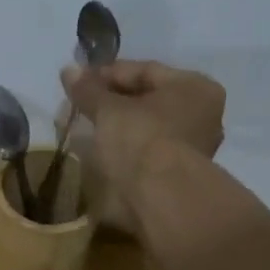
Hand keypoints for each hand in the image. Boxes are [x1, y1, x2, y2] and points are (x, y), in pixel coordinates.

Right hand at [61, 61, 226, 215]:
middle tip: (78, 105)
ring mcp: (191, 147)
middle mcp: (201, 114)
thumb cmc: (141, 139)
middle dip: (110, 102)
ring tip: (83, 128)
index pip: (145, 70)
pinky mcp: (175, 175)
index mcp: (194, 87)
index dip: (107, 74)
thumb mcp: (108, 110)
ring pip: (145, 127)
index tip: (77, 81)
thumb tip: (68, 71)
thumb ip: (88, 90)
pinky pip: (144, 151)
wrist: (159, 198)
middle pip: (147, 100)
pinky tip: (98, 151)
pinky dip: (122, 148)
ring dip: (115, 127)